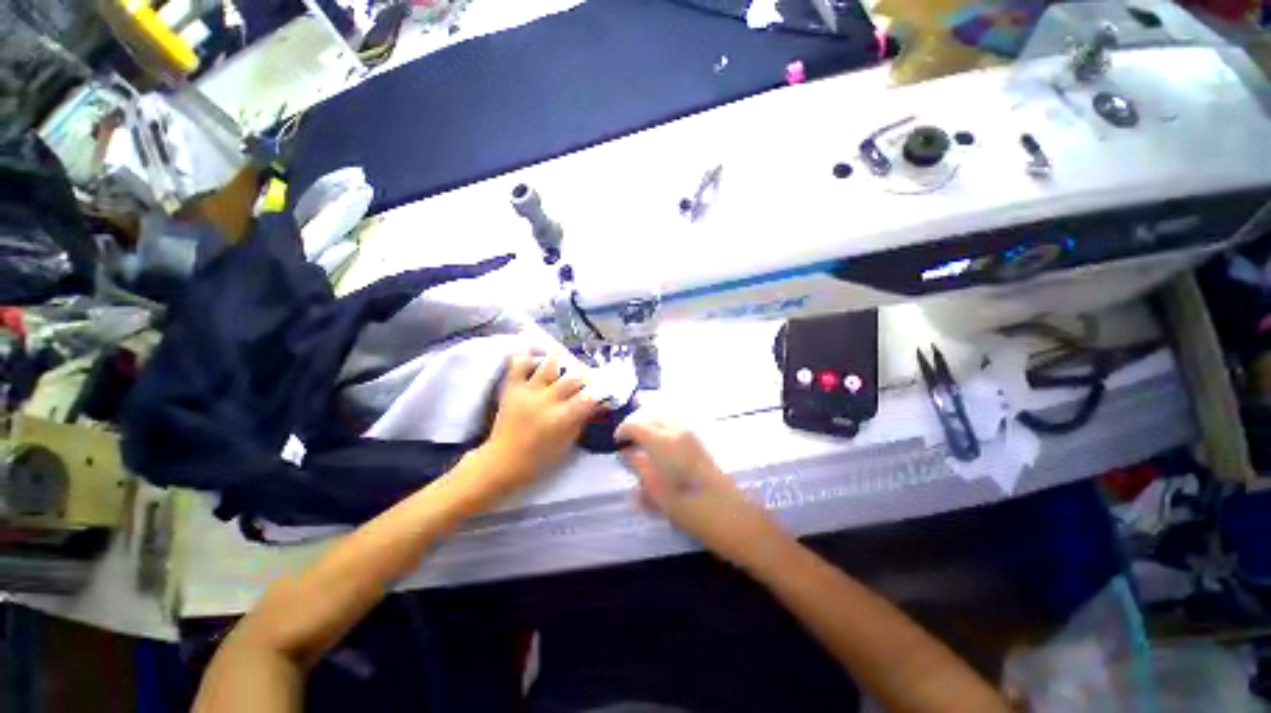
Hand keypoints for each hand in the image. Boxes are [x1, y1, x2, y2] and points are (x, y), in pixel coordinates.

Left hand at [476, 353, 599, 495]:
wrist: (502, 461)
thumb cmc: (539, 458)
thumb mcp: (567, 443)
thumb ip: (581, 421)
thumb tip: (595, 405)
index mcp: (563, 417)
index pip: (588, 397)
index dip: (600, 390)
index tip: (605, 386)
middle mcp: (547, 401)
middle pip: (572, 378)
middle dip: (582, 375)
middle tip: (586, 375)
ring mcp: (529, 393)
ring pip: (548, 367)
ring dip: (559, 360)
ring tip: (564, 357)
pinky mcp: (512, 390)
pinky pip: (518, 367)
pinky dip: (525, 356)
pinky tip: (532, 349)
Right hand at [615, 418, 783, 566]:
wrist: (732, 515)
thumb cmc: (689, 508)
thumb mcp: (657, 493)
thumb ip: (639, 469)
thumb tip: (627, 455)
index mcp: (662, 440)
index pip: (636, 424)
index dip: (624, 430)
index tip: (617, 442)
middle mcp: (677, 429)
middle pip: (651, 413)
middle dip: (637, 420)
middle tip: (629, 438)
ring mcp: (693, 431)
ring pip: (666, 413)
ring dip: (652, 418)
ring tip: (644, 435)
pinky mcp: (703, 439)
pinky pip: (679, 420)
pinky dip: (667, 422)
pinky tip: (664, 438)